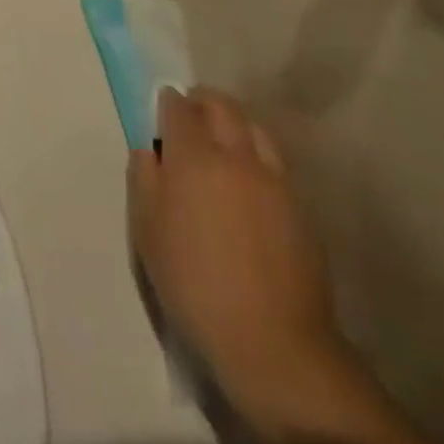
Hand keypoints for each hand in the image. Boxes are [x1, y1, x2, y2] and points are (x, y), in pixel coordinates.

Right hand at [129, 88, 340, 420]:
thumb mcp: (147, 232)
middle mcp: (236, 155)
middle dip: (202, 101)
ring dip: (234, 123)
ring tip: (223, 143)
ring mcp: (274, 179)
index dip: (168, 103)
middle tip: (190, 115)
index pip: (179, 108)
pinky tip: (250, 182)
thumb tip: (149, 150)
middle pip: (222, 105)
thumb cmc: (194, 284)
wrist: (272, 342)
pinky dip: (257, 155)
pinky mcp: (300, 207)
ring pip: (254, 127)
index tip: (162, 110)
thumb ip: (143, 179)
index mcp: (194, 157)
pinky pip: (274, 161)